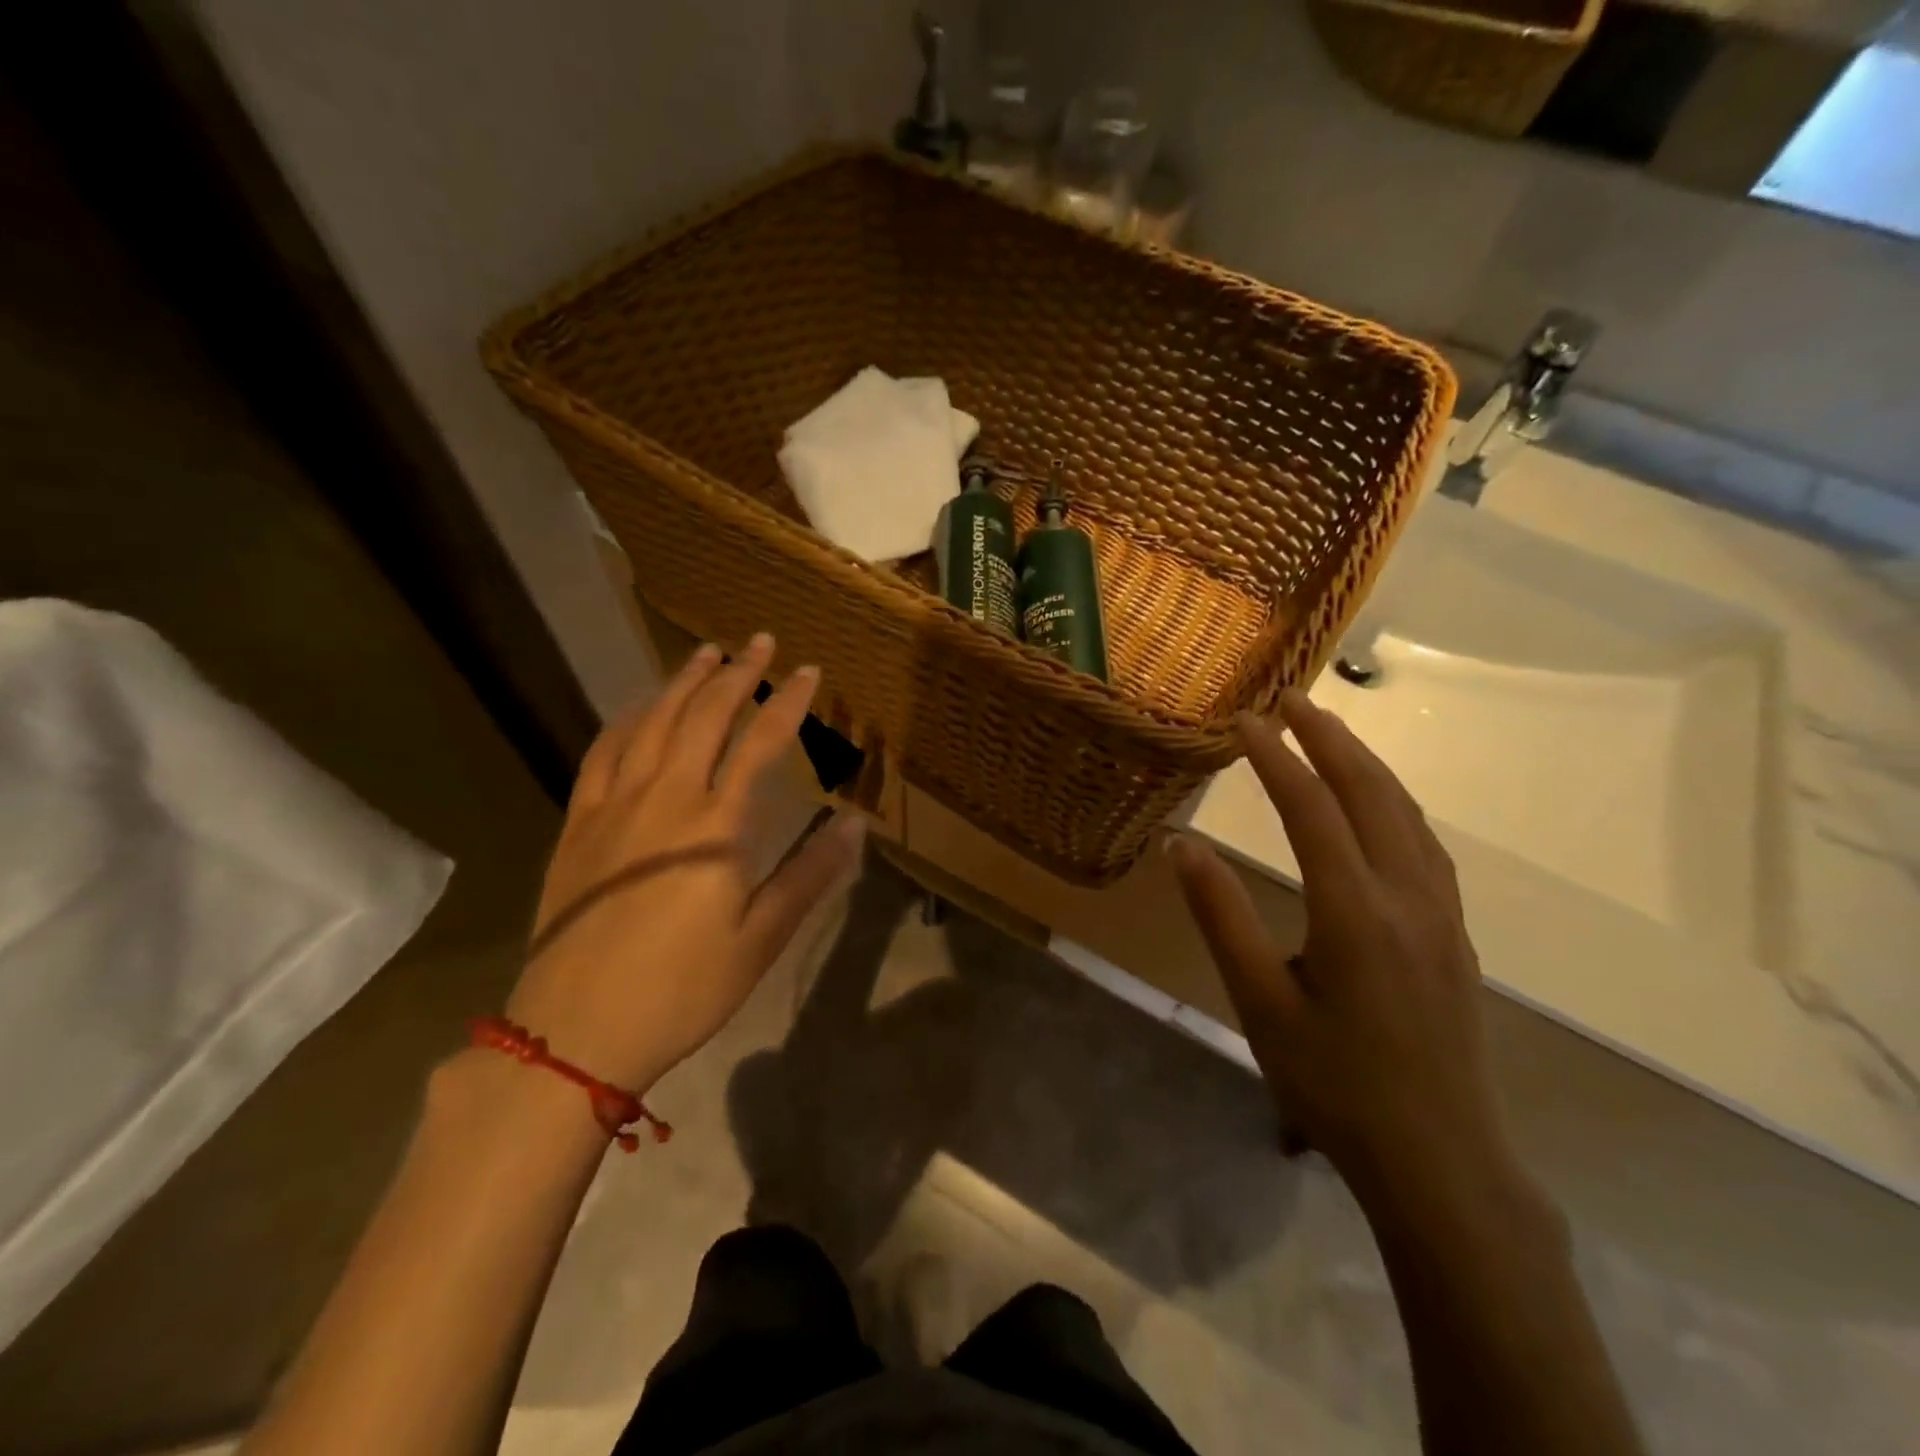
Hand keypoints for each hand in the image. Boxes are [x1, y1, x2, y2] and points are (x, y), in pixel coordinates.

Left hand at [506, 633, 865, 1093]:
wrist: (575, 1029)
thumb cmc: (683, 987)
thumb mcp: (762, 938)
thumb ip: (810, 874)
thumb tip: (855, 824)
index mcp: (717, 824)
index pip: (761, 743)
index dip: (788, 702)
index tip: (808, 671)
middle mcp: (666, 797)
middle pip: (704, 717)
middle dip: (737, 675)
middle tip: (759, 642)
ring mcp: (614, 806)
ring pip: (652, 723)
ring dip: (682, 683)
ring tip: (706, 654)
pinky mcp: (578, 824)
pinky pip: (603, 753)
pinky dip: (626, 720)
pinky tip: (639, 708)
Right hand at [1171, 690, 1524, 1211]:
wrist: (1439, 1160)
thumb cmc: (1334, 1083)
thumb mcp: (1259, 1003)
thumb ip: (1221, 916)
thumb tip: (1181, 844)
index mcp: (1354, 911)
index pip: (1312, 809)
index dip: (1276, 757)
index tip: (1244, 720)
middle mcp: (1407, 896)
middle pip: (1370, 793)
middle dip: (1330, 738)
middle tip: (1292, 699)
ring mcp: (1441, 913)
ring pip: (1406, 813)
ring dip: (1366, 763)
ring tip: (1330, 732)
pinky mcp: (1453, 932)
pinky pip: (1424, 843)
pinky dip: (1394, 802)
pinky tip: (1378, 805)